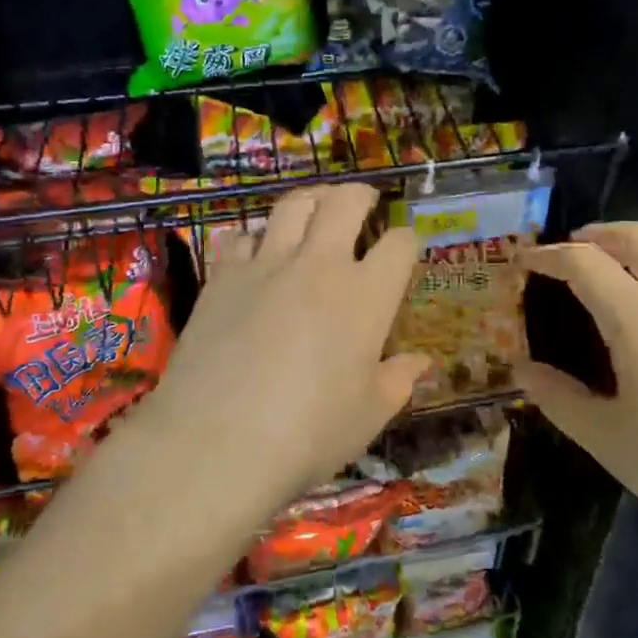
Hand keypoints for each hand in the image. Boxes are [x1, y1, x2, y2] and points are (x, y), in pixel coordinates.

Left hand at [135, 184, 427, 512]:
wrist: (218, 442)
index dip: (407, 241)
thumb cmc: (309, 433)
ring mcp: (267, 266)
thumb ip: (399, 380)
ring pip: (292, 206)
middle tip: (363, 201)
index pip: (399, 245)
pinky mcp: (223, 277)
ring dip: (311, 200)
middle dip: (360, 195)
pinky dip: (254, 238)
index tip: (404, 248)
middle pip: (345, 203)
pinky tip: (255, 252)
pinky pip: (241, 238)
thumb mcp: (369, 415)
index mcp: (367, 296)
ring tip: (315, 208)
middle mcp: (320, 266)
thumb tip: (420, 362)